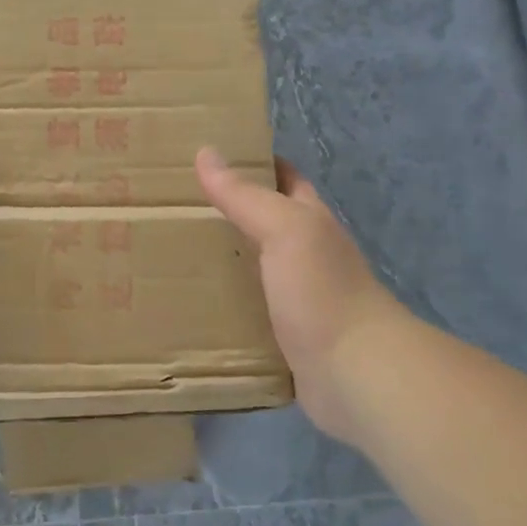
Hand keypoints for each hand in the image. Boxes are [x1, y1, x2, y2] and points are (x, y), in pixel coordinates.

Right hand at [196, 148, 401, 443]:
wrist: (356, 373)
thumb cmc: (322, 291)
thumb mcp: (285, 230)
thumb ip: (246, 195)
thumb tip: (206, 152)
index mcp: (310, 221)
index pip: (284, 178)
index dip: (253, 162)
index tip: (206, 157)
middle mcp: (306, 254)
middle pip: (264, 222)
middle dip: (227, 212)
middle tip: (174, 206)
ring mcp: (296, 297)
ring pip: (252, 268)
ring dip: (221, 260)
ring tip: (170, 252)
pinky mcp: (283, 336)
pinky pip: (246, 311)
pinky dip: (222, 304)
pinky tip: (191, 304)